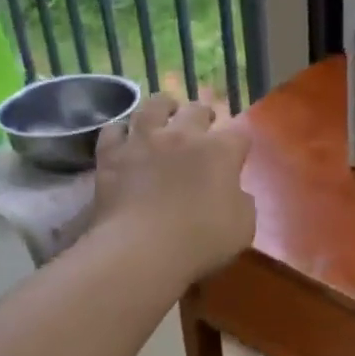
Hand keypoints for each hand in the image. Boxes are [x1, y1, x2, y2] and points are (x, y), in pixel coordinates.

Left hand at [92, 93, 254, 282]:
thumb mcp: (243, 228)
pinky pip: (113, 130)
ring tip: (165, 109)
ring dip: (163, 106)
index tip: (238, 153)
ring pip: (153, 106)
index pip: (239, 135)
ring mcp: (144, 141)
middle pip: (196, 110)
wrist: (141, 249)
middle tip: (204, 122)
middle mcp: (183, 135)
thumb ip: (242, 203)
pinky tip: (123, 136)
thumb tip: (236, 194)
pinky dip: (121, 131)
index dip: (240, 143)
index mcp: (220, 151)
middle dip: (204, 114)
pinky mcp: (111, 154)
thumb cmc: (200, 241)